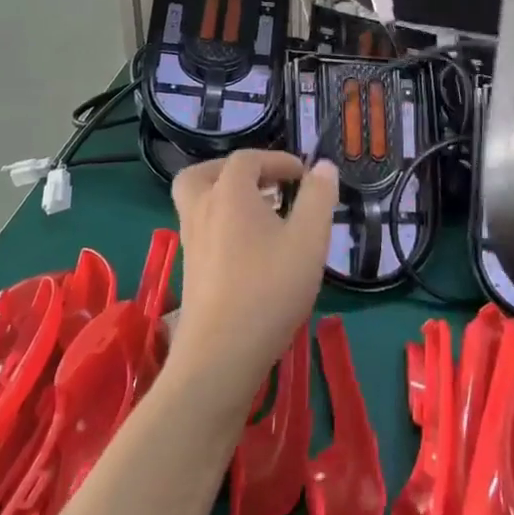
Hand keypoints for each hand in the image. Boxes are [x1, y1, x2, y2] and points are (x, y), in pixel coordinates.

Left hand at [169, 151, 338, 398]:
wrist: (220, 355)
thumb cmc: (269, 289)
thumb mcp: (309, 239)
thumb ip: (319, 197)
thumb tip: (323, 166)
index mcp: (229, 194)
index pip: (248, 159)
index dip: (277, 160)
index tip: (303, 175)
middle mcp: (202, 210)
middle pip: (204, 174)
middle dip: (233, 171)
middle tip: (263, 182)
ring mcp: (191, 242)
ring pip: (198, 203)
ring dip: (225, 197)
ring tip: (261, 213)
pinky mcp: (190, 271)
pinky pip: (201, 229)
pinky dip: (222, 224)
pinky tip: (250, 248)